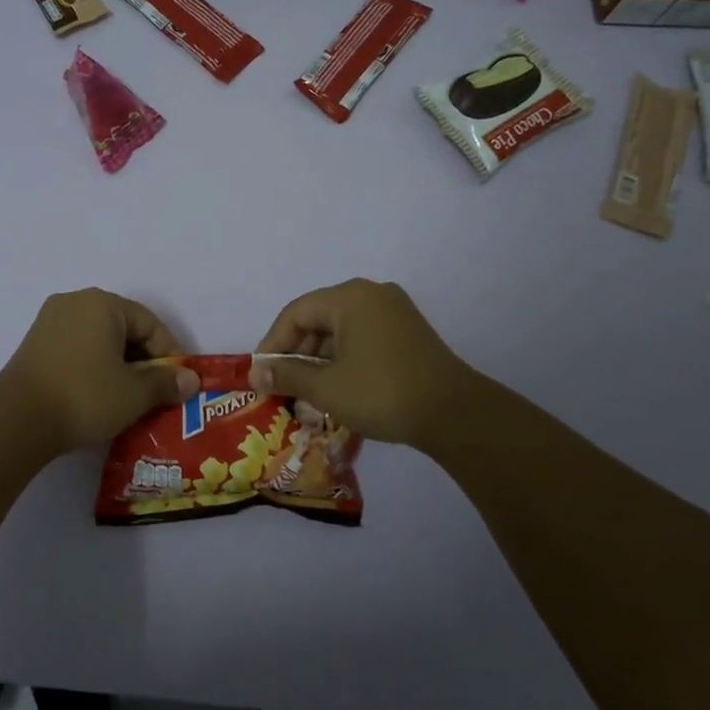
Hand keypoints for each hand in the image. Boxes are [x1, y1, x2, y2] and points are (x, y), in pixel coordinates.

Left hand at [0, 290, 199, 450]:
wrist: (17, 418)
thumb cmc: (84, 396)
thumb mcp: (134, 393)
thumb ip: (166, 383)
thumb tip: (191, 380)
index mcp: (103, 303)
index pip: (150, 324)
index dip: (170, 355)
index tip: (180, 383)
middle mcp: (76, 302)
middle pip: (124, 329)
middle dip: (144, 361)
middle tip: (158, 392)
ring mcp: (51, 321)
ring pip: (100, 339)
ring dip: (119, 366)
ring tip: (131, 398)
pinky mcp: (35, 344)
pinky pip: (78, 349)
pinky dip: (94, 367)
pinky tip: (100, 395)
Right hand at [250, 279, 480, 445]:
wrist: (455, 414)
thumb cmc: (382, 393)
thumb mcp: (326, 388)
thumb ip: (287, 375)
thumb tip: (255, 372)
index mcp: (349, 297)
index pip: (295, 313)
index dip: (272, 343)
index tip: (261, 374)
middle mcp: (371, 294)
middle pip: (318, 318)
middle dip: (296, 353)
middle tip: (281, 385)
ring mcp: (394, 311)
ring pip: (341, 329)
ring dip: (319, 359)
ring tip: (306, 392)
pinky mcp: (408, 332)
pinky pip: (362, 337)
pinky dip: (344, 359)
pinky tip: (336, 387)